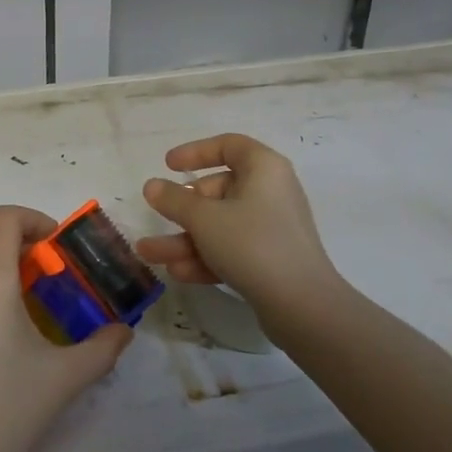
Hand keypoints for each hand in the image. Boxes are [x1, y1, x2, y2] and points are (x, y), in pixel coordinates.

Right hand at [138, 134, 340, 323]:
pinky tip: (177, 272)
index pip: (229, 146)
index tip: (168, 165)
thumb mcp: (204, 218)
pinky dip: (205, 257)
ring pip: (220, 226)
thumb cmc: (252, 244)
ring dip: (184, 239)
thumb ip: (174, 200)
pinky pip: (231, 249)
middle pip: (218, 191)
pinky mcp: (270, 260)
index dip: (196, 151)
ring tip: (149, 254)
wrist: (302, 306)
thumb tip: (152, 185)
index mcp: (264, 169)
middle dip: (181, 209)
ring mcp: (271, 228)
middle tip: (158, 217)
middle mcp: (270, 193)